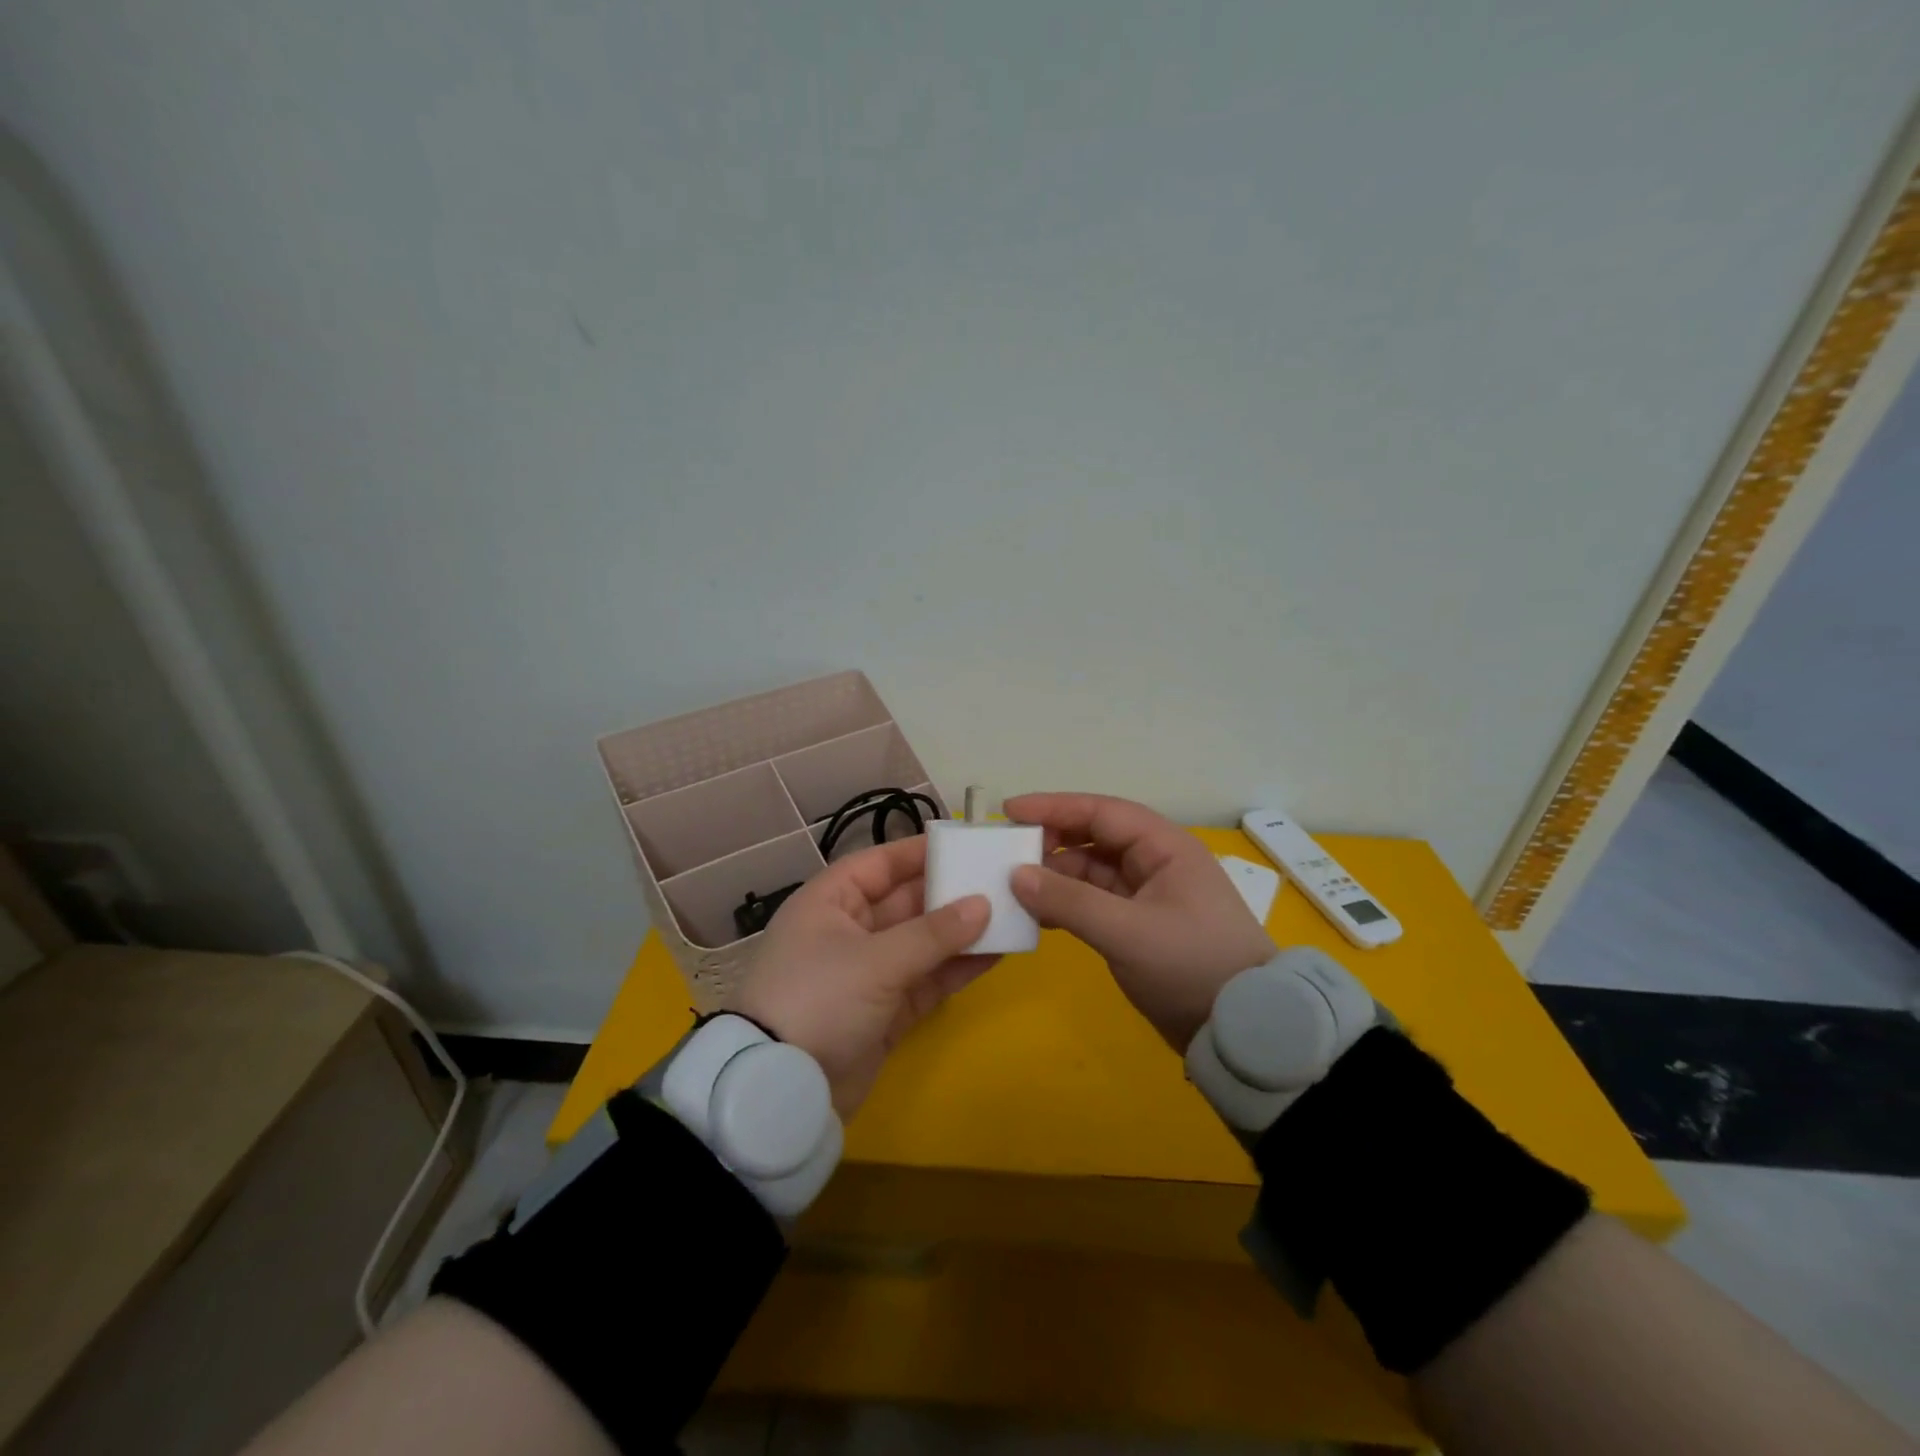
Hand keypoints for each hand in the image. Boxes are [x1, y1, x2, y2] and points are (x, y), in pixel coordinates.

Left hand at [735, 835, 995, 1116]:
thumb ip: (933, 933)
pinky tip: (996, 955)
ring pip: (922, 942)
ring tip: (1009, 916)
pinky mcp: (885, 1011)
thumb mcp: (876, 960)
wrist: (782, 1091)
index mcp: (831, 902)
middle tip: (1001, 881)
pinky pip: (927, 980)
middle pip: (906, 901)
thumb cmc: (819, 999)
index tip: (966, 844)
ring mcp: (868, 973)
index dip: (920, 852)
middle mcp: (849, 930)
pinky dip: (956, 969)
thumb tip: (983, 904)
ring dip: (960, 932)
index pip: (880, 864)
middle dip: (950, 893)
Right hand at [1005, 793, 1275, 1050]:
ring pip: (1091, 871)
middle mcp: (1155, 862)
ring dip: (1055, 876)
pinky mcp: (1139, 925)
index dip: (1053, 807)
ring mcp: (1147, 894)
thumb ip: (1070, 901)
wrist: (1243, 1029)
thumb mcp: (1128, 932)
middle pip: (1094, 837)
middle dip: (1051, 841)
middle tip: (1006, 853)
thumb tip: (1016, 875)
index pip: (1101, 812)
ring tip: (1013, 888)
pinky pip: (1094, 901)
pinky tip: (1037, 914)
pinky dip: (1066, 903)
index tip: (1009, 812)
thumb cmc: (1192, 966)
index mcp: (1164, 847)